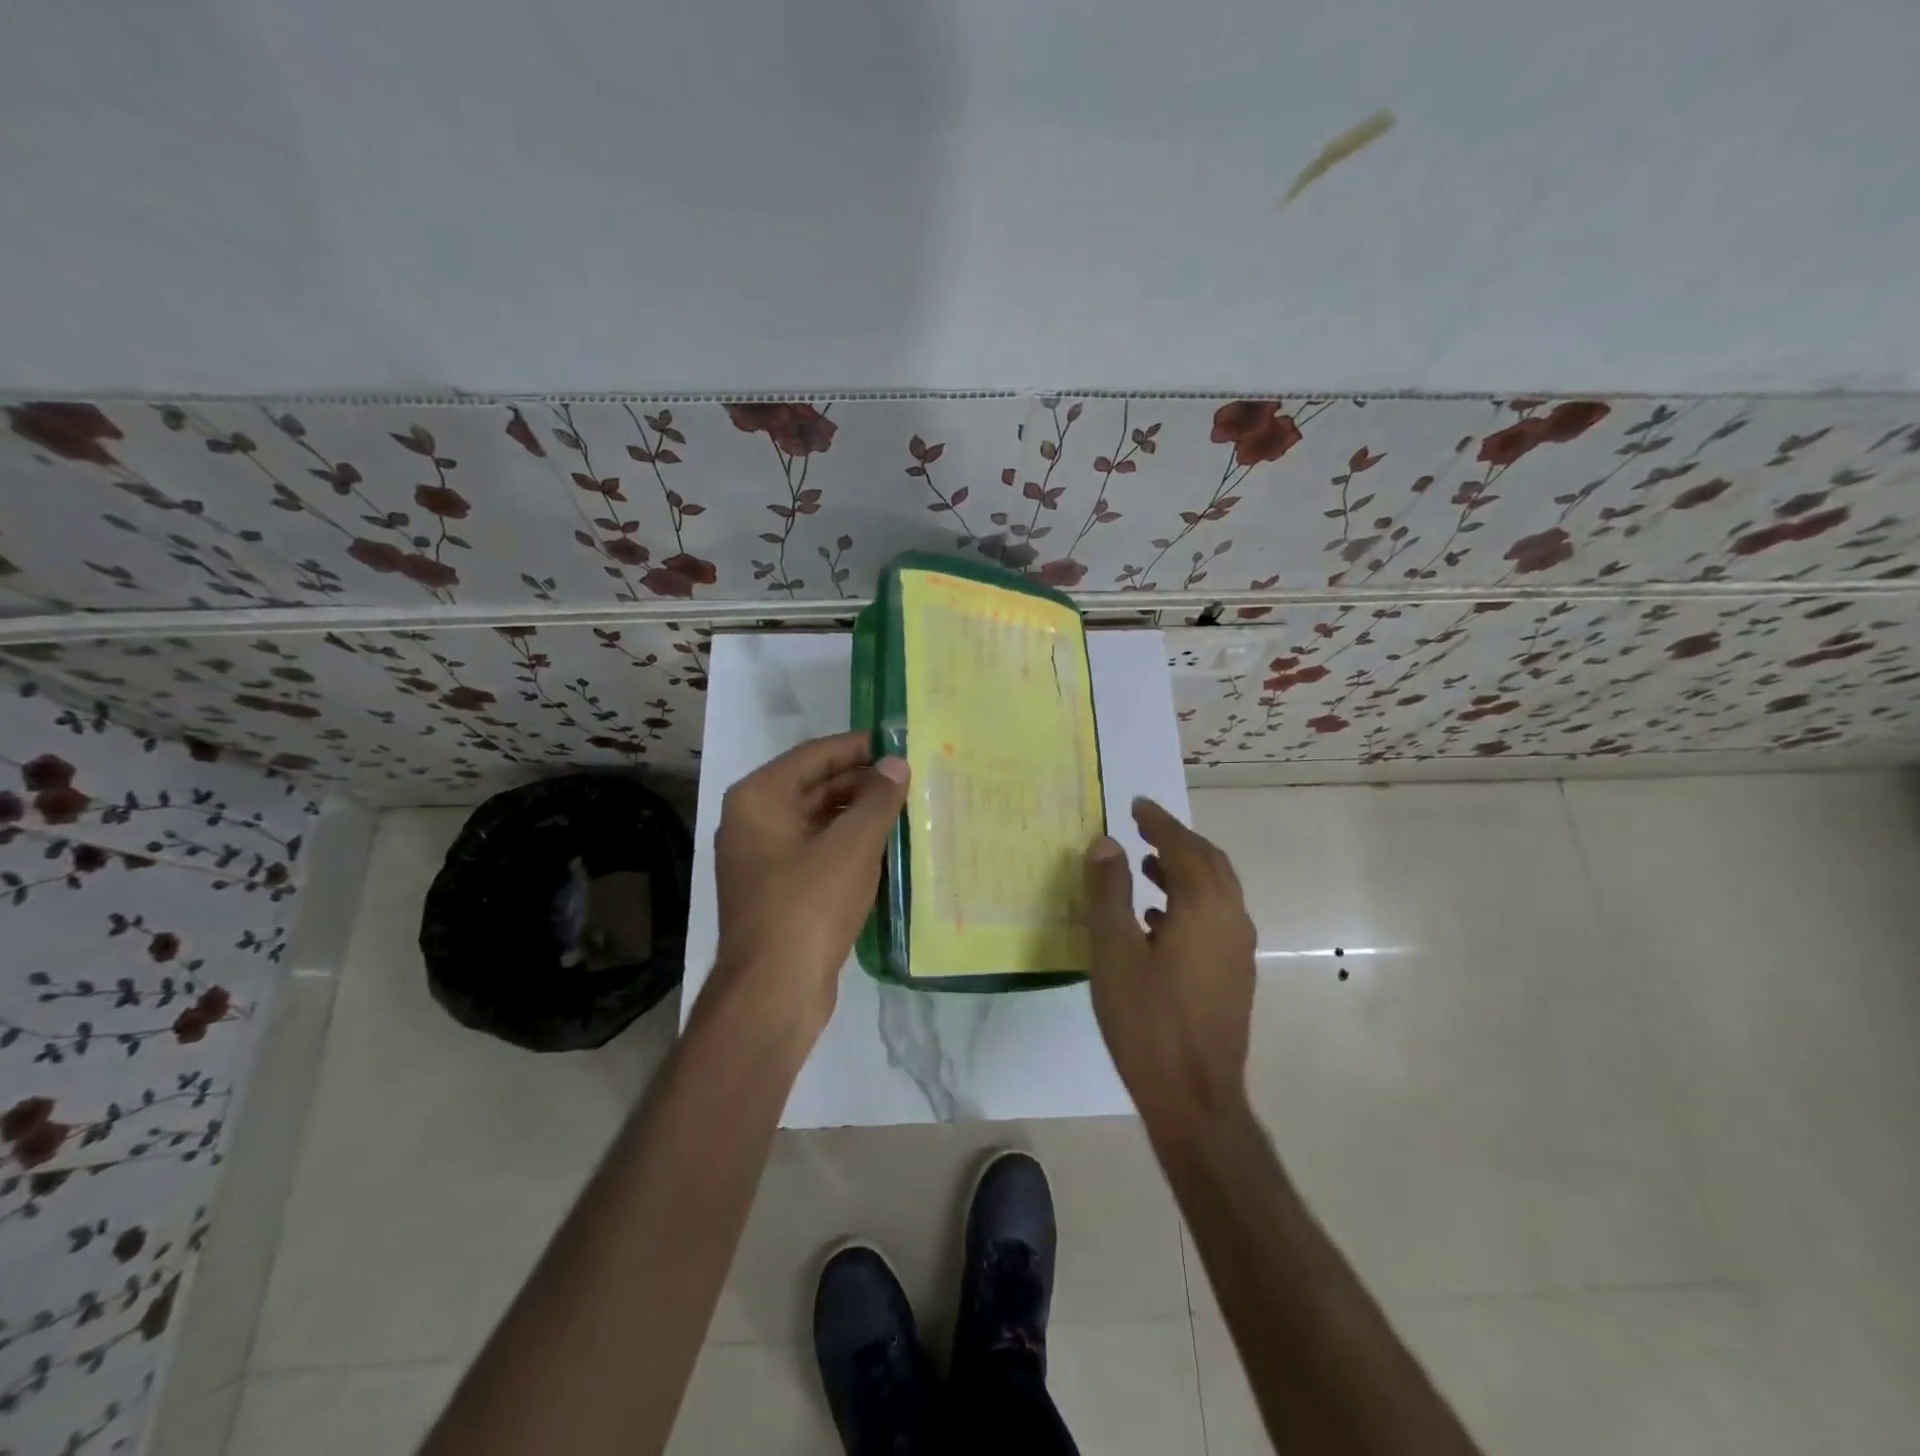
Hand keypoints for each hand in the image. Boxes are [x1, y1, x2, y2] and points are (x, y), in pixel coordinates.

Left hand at [710, 731, 909, 1040]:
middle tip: (911, 778)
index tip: (899, 743)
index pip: (815, 755)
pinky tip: (887, 846)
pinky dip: (849, 844)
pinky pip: (819, 851)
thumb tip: (896, 764)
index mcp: (759, 798)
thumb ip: (877, 799)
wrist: (774, 992)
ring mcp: (764, 858)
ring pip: (819, 820)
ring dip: (859, 814)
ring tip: (907, 808)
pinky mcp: (779, 890)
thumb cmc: (809, 905)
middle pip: (815, 786)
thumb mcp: (852, 846)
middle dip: (862, 782)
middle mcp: (754, 821)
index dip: (859, 747)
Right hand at [1084, 798, 1256, 1121]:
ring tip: (1145, 866)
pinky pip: (1215, 917)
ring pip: (1215, 891)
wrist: (1195, 1097)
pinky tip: (1156, 919)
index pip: (1182, 846)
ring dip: (1183, 870)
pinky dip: (1188, 901)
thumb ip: (1109, 891)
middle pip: (1208, 862)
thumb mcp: (1114, 950)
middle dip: (1176, 840)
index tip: (1135, 804)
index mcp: (1205, 906)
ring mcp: (1238, 949)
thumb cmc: (1147, 1020)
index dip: (1157, 822)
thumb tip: (1106, 842)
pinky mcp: (1234, 974)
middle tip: (1142, 827)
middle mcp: (1231, 918)